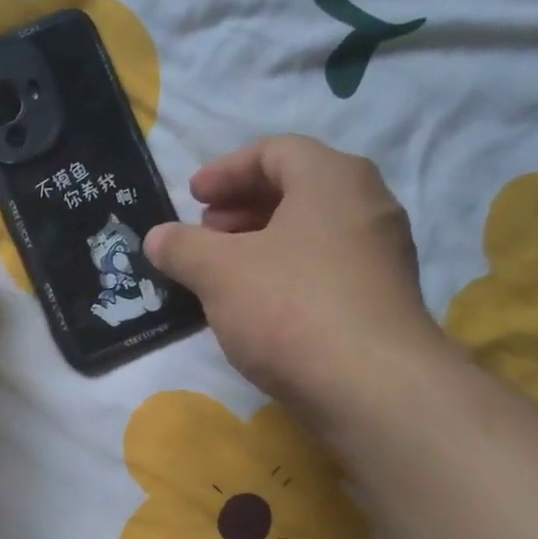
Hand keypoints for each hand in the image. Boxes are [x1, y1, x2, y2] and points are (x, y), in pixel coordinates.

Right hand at [145, 136, 444, 421]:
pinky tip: (256, 305)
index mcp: (332, 179)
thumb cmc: (289, 308)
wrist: (370, 387)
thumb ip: (182, 247)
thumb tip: (157, 237)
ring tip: (223, 270)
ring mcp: (380, 255)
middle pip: (297, 189)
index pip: (276, 151)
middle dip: (242, 206)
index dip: (226, 169)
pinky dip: (285, 271)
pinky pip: (325, 267)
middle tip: (205, 231)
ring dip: (262, 242)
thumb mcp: (218, 272)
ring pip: (312, 231)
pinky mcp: (380, 299)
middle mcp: (367, 205)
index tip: (192, 196)